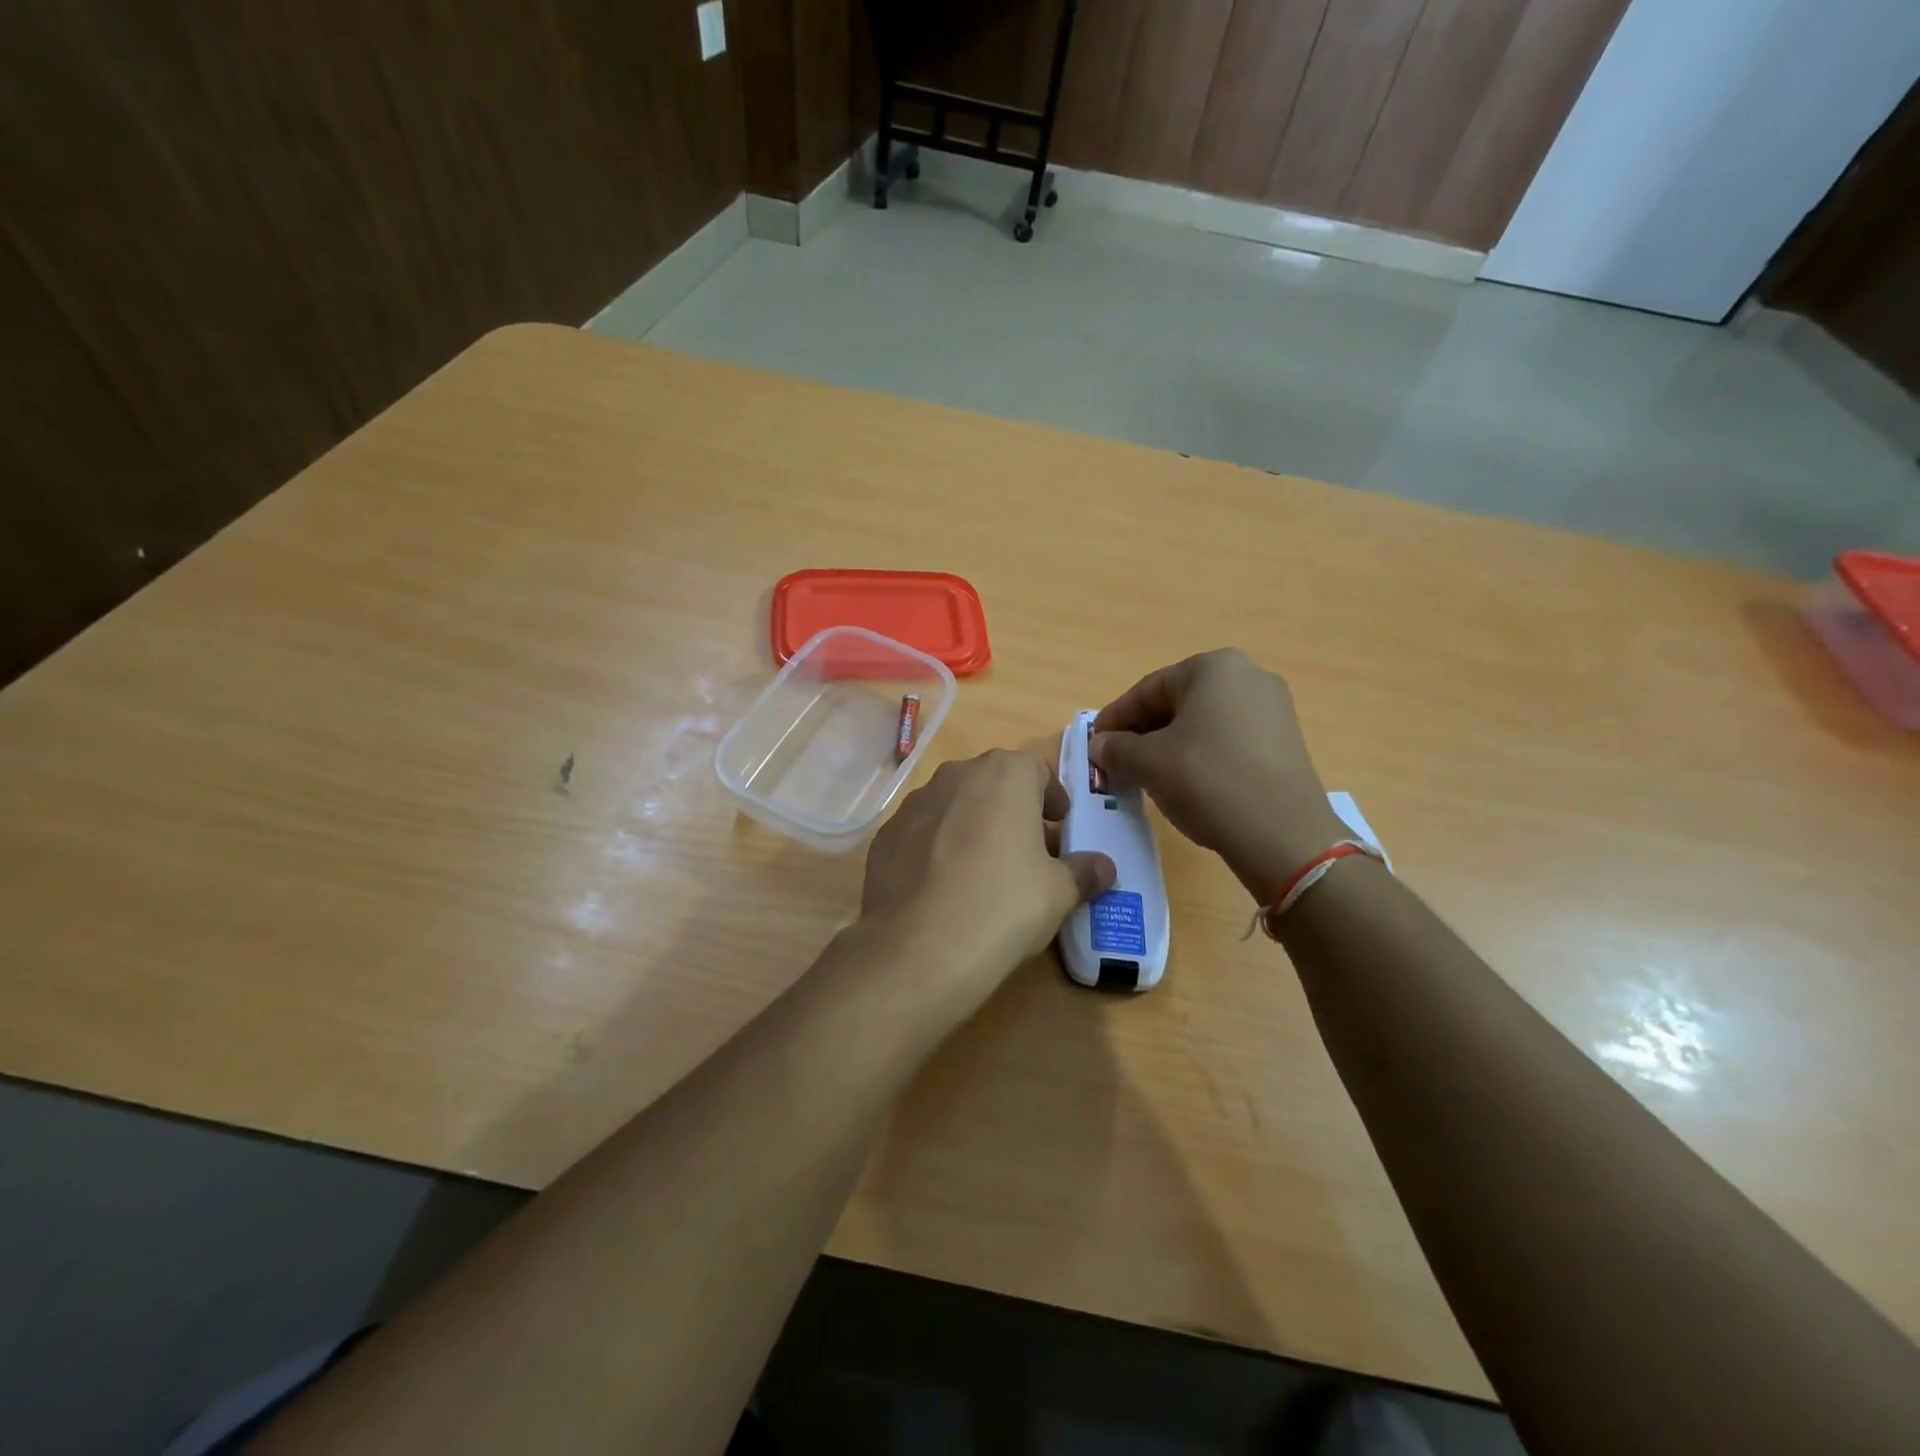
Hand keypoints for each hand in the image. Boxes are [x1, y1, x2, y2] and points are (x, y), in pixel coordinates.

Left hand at [861, 750, 1115, 996]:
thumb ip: (1084, 871)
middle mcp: (956, 775)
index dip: (1052, 798)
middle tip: (1028, 851)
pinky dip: (937, 849)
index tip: (1060, 827)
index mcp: (1004, 774)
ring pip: (955, 806)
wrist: (919, 948)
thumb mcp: (1059, 892)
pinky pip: (922, 834)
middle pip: (993, 784)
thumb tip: (1104, 867)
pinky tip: (944, 890)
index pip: (1036, 769)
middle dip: (1013, 811)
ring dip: (973, 827)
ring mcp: (914, 804)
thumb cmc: (1004, 904)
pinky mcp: (885, 836)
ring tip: (983, 873)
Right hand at [1091, 649, 1344, 897]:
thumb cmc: (1207, 781)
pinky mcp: (1285, 742)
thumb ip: (1116, 748)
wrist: (1283, 835)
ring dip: (1169, 745)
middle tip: (1116, 761)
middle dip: (1143, 732)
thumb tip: (1099, 745)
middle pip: (1177, 703)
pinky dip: (1200, 756)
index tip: (1094, 743)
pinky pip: (1228, 741)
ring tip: (1146, 775)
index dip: (1115, 718)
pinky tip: (1185, 784)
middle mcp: (1248, 676)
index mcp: (1214, 668)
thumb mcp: (1148, 763)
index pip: (1148, 689)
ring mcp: (1273, 709)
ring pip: (1203, 723)